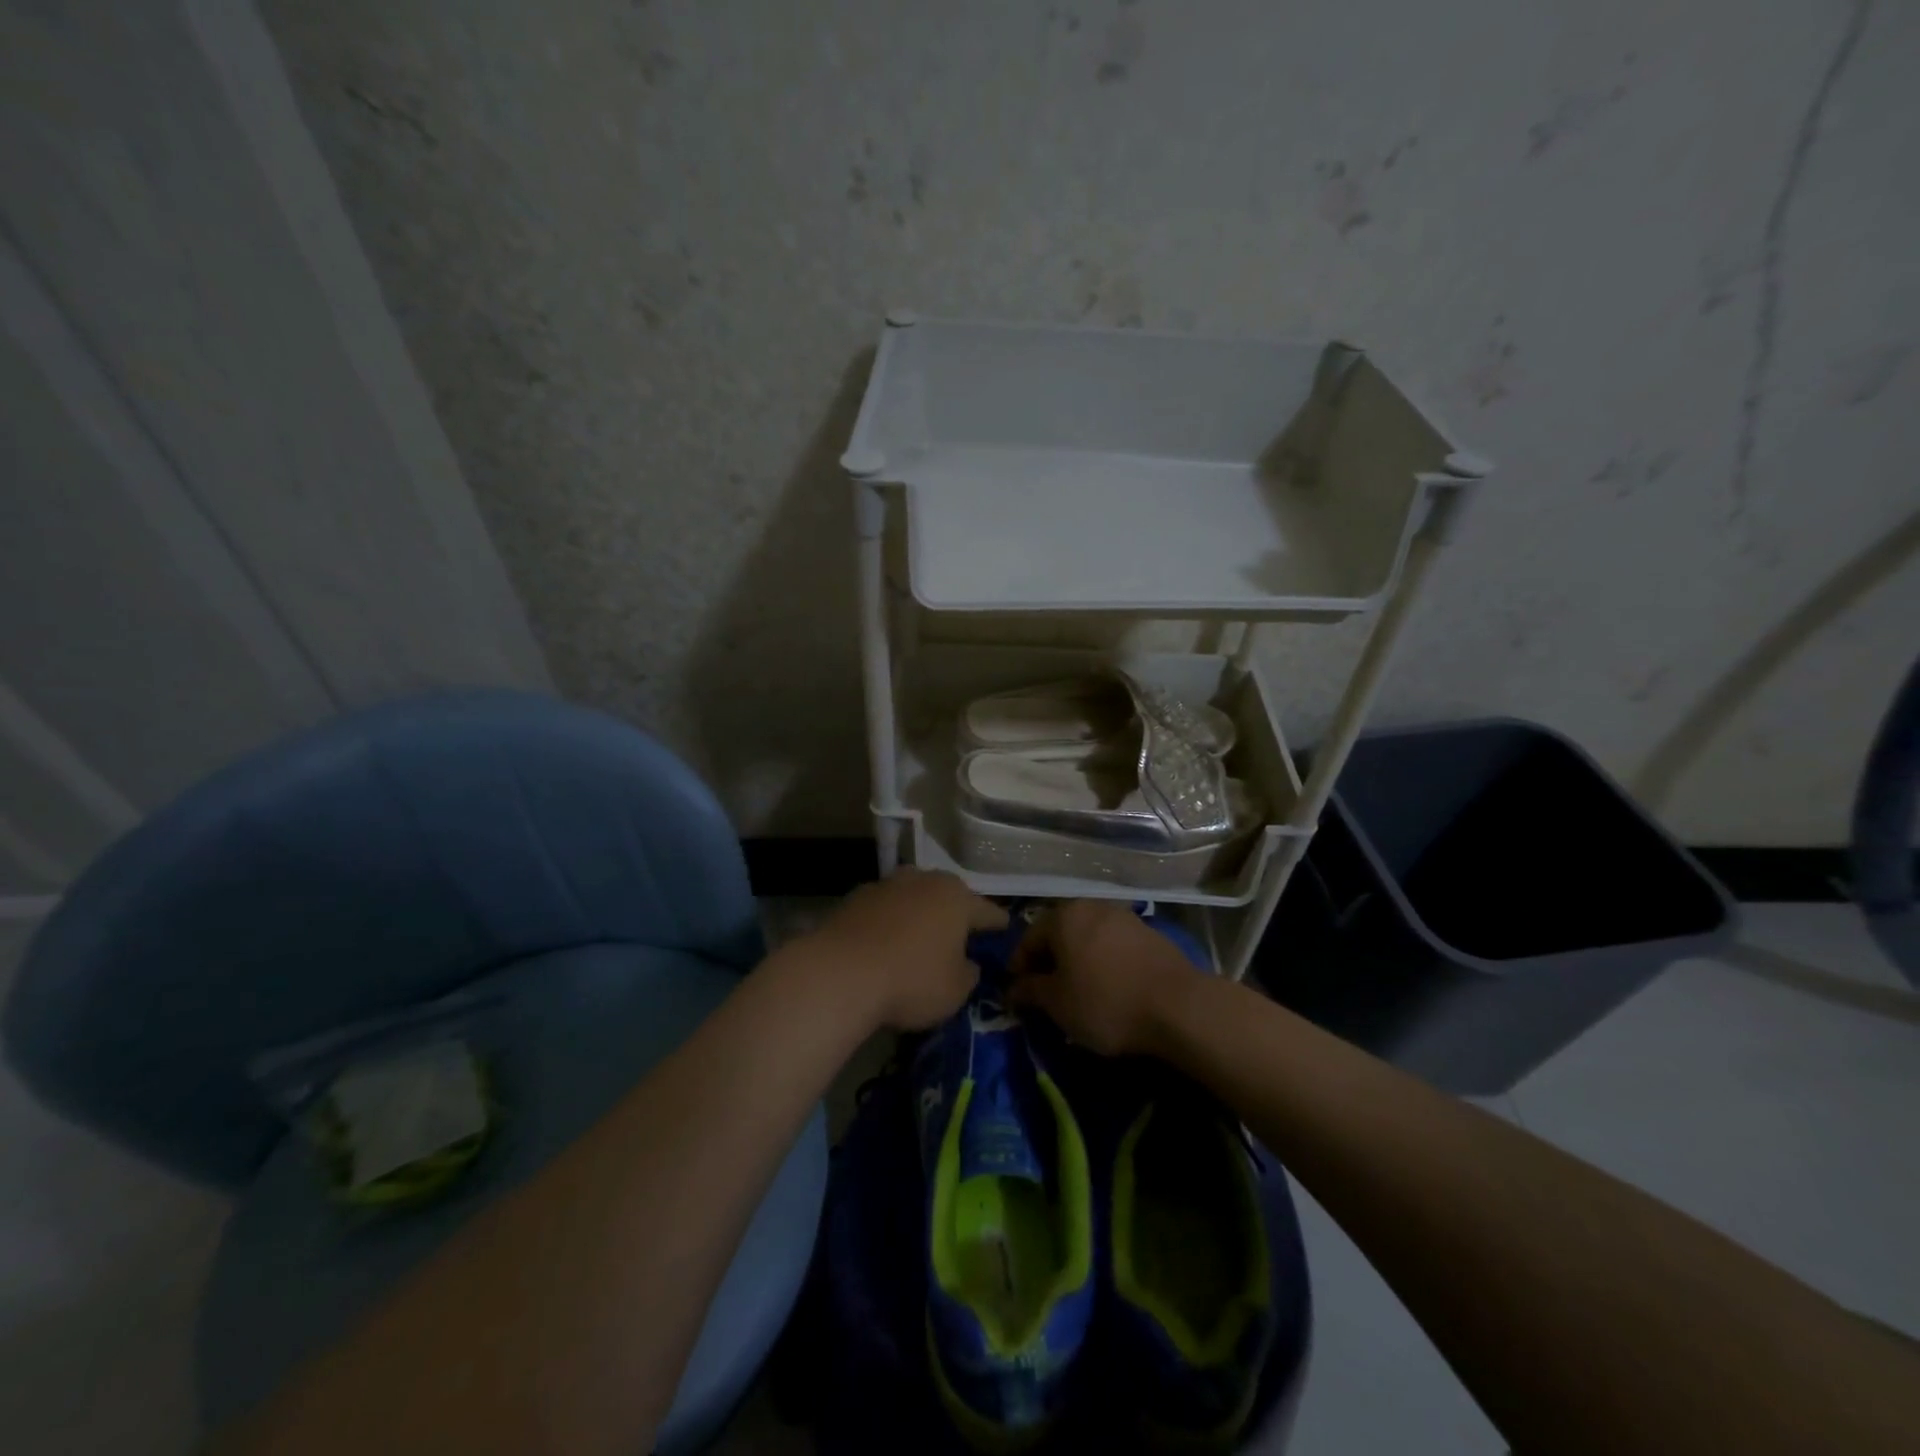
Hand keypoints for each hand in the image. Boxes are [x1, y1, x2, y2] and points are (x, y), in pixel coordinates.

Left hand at [805, 869, 1007, 1031]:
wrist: (840, 973)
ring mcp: (887, 885)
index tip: (1005, 930)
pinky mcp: (855, 897)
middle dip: (956, 912)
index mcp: (957, 898)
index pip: (988, 911)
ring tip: (920, 934)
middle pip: (948, 895)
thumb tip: (967, 963)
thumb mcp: (955, 990)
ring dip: (919, 912)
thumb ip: (968, 974)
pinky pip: (884, 908)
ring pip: (913, 896)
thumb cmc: (911, 980)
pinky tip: (885, 941)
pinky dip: (889, 921)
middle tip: (961, 933)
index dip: (998, 924)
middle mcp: (924, 880)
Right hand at [1008, 900, 1199, 1055]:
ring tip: (1078, 992)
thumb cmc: (1105, 1001)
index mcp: (1063, 916)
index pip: (1029, 939)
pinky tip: (1108, 987)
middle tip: (1045, 993)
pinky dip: (1103, 962)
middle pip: (1059, 934)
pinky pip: (1113, 946)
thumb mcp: (1057, 1003)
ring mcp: (1124, 917)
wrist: (1178, 1006)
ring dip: (1077, 961)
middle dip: (1049, 962)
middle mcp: (1091, 907)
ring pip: (1087, 939)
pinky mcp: (1149, 933)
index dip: (1019, 968)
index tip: (1017, 995)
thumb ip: (1029, 991)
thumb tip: (1012, 989)